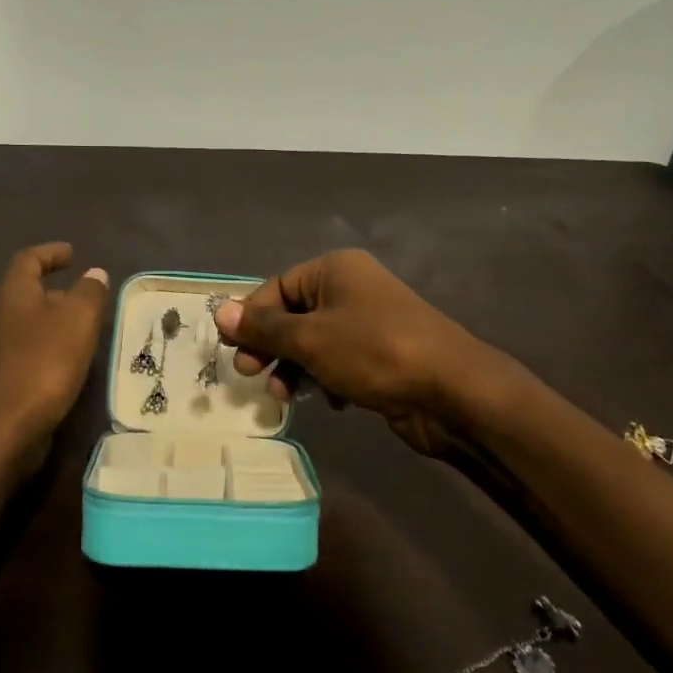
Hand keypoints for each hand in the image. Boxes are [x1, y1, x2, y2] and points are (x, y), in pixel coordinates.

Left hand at [0, 243, 109, 465]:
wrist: (2, 431)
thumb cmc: (43, 364)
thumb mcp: (77, 321)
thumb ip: (89, 293)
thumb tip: (94, 273)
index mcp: (13, 296)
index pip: (28, 260)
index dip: (50, 253)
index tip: (72, 253)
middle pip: (26, 295)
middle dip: (56, 293)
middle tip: (87, 300)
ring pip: (27, 329)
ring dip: (54, 327)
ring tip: (85, 335)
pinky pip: (27, 358)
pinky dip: (49, 355)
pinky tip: (69, 370)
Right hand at [215, 250, 494, 460]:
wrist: (452, 391)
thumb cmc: (374, 352)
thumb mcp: (310, 339)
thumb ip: (264, 328)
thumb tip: (220, 312)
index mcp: (335, 270)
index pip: (277, 287)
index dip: (251, 318)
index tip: (232, 351)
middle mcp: (352, 289)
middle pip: (294, 315)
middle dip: (271, 347)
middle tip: (251, 375)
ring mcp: (370, 322)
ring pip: (315, 342)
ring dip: (295, 368)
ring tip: (285, 396)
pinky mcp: (382, 355)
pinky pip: (339, 361)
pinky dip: (326, 379)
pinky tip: (330, 402)